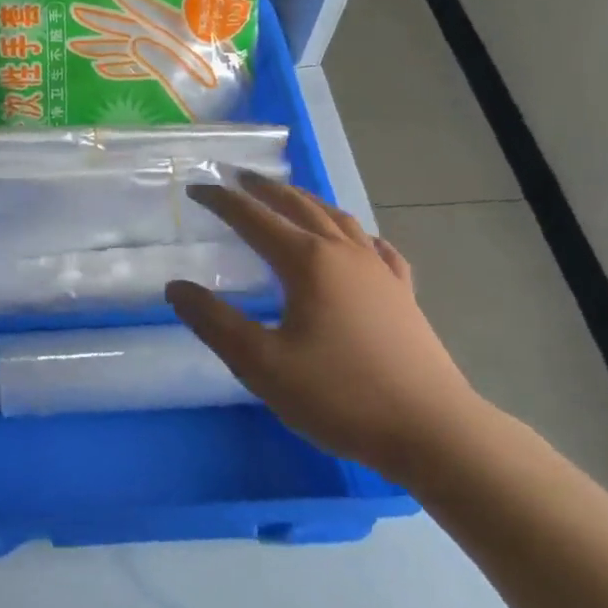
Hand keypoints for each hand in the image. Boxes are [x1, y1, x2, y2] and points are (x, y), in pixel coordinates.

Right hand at [165, 173, 483, 482]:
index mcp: (308, 262)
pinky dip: (355, 234)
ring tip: (288, 198)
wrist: (431, 430)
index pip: (254, 218)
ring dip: (307, 201)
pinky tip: (358, 241)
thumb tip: (176, 287)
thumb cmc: (338, 395)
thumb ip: (214, 322)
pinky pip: (375, 247)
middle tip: (239, 176)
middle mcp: (345, 253)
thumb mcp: (261, 363)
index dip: (222, 201)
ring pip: (339, 219)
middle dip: (266, 189)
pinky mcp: (403, 294)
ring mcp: (380, 271)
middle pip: (299, 205)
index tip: (196, 188)